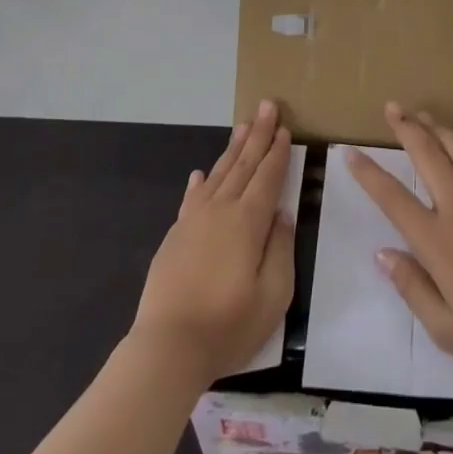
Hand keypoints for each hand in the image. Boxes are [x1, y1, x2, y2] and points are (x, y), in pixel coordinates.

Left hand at [132, 100, 295, 383]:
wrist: (167, 347)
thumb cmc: (228, 325)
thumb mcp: (273, 295)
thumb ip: (280, 249)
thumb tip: (281, 214)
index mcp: (248, 222)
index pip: (267, 177)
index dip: (278, 152)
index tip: (285, 128)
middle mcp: (221, 210)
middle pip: (243, 165)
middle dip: (258, 135)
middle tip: (267, 106)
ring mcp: (194, 221)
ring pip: (218, 174)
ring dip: (233, 149)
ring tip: (243, 126)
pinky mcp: (175, 236)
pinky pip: (191, 198)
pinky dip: (200, 182)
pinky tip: (201, 173)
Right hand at [347, 102, 452, 368]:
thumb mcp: (447, 329)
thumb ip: (412, 288)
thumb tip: (382, 254)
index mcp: (437, 239)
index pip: (393, 198)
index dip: (369, 174)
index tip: (351, 153)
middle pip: (427, 156)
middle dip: (406, 128)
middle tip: (392, 106)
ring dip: (439, 128)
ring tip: (424, 113)